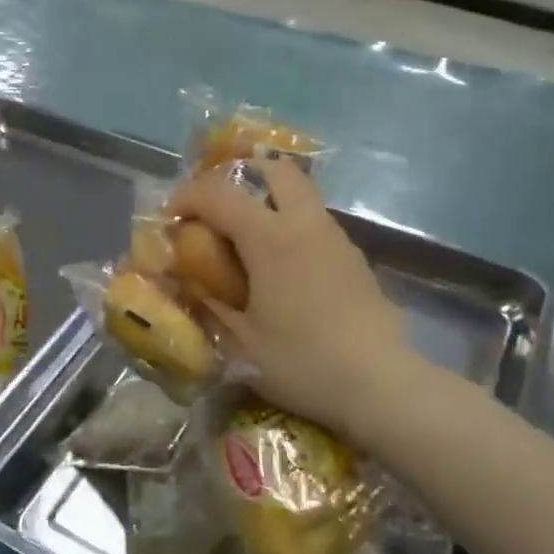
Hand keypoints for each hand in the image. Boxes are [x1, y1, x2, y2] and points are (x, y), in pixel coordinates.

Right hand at [167, 158, 422, 439]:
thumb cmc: (303, 362)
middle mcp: (305, 224)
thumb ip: (209, 304)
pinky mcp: (353, 256)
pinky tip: (280, 265)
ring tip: (244, 236)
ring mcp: (335, 237)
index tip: (171, 218)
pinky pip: (314, 220)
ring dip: (267, 198)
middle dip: (239, 175)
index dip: (187, 198)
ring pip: (299, 192)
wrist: (382, 383)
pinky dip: (289, 223)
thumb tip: (186, 282)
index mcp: (271, 238)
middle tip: (216, 206)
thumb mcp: (242, 342)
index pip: (219, 195)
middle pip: (274, 170)